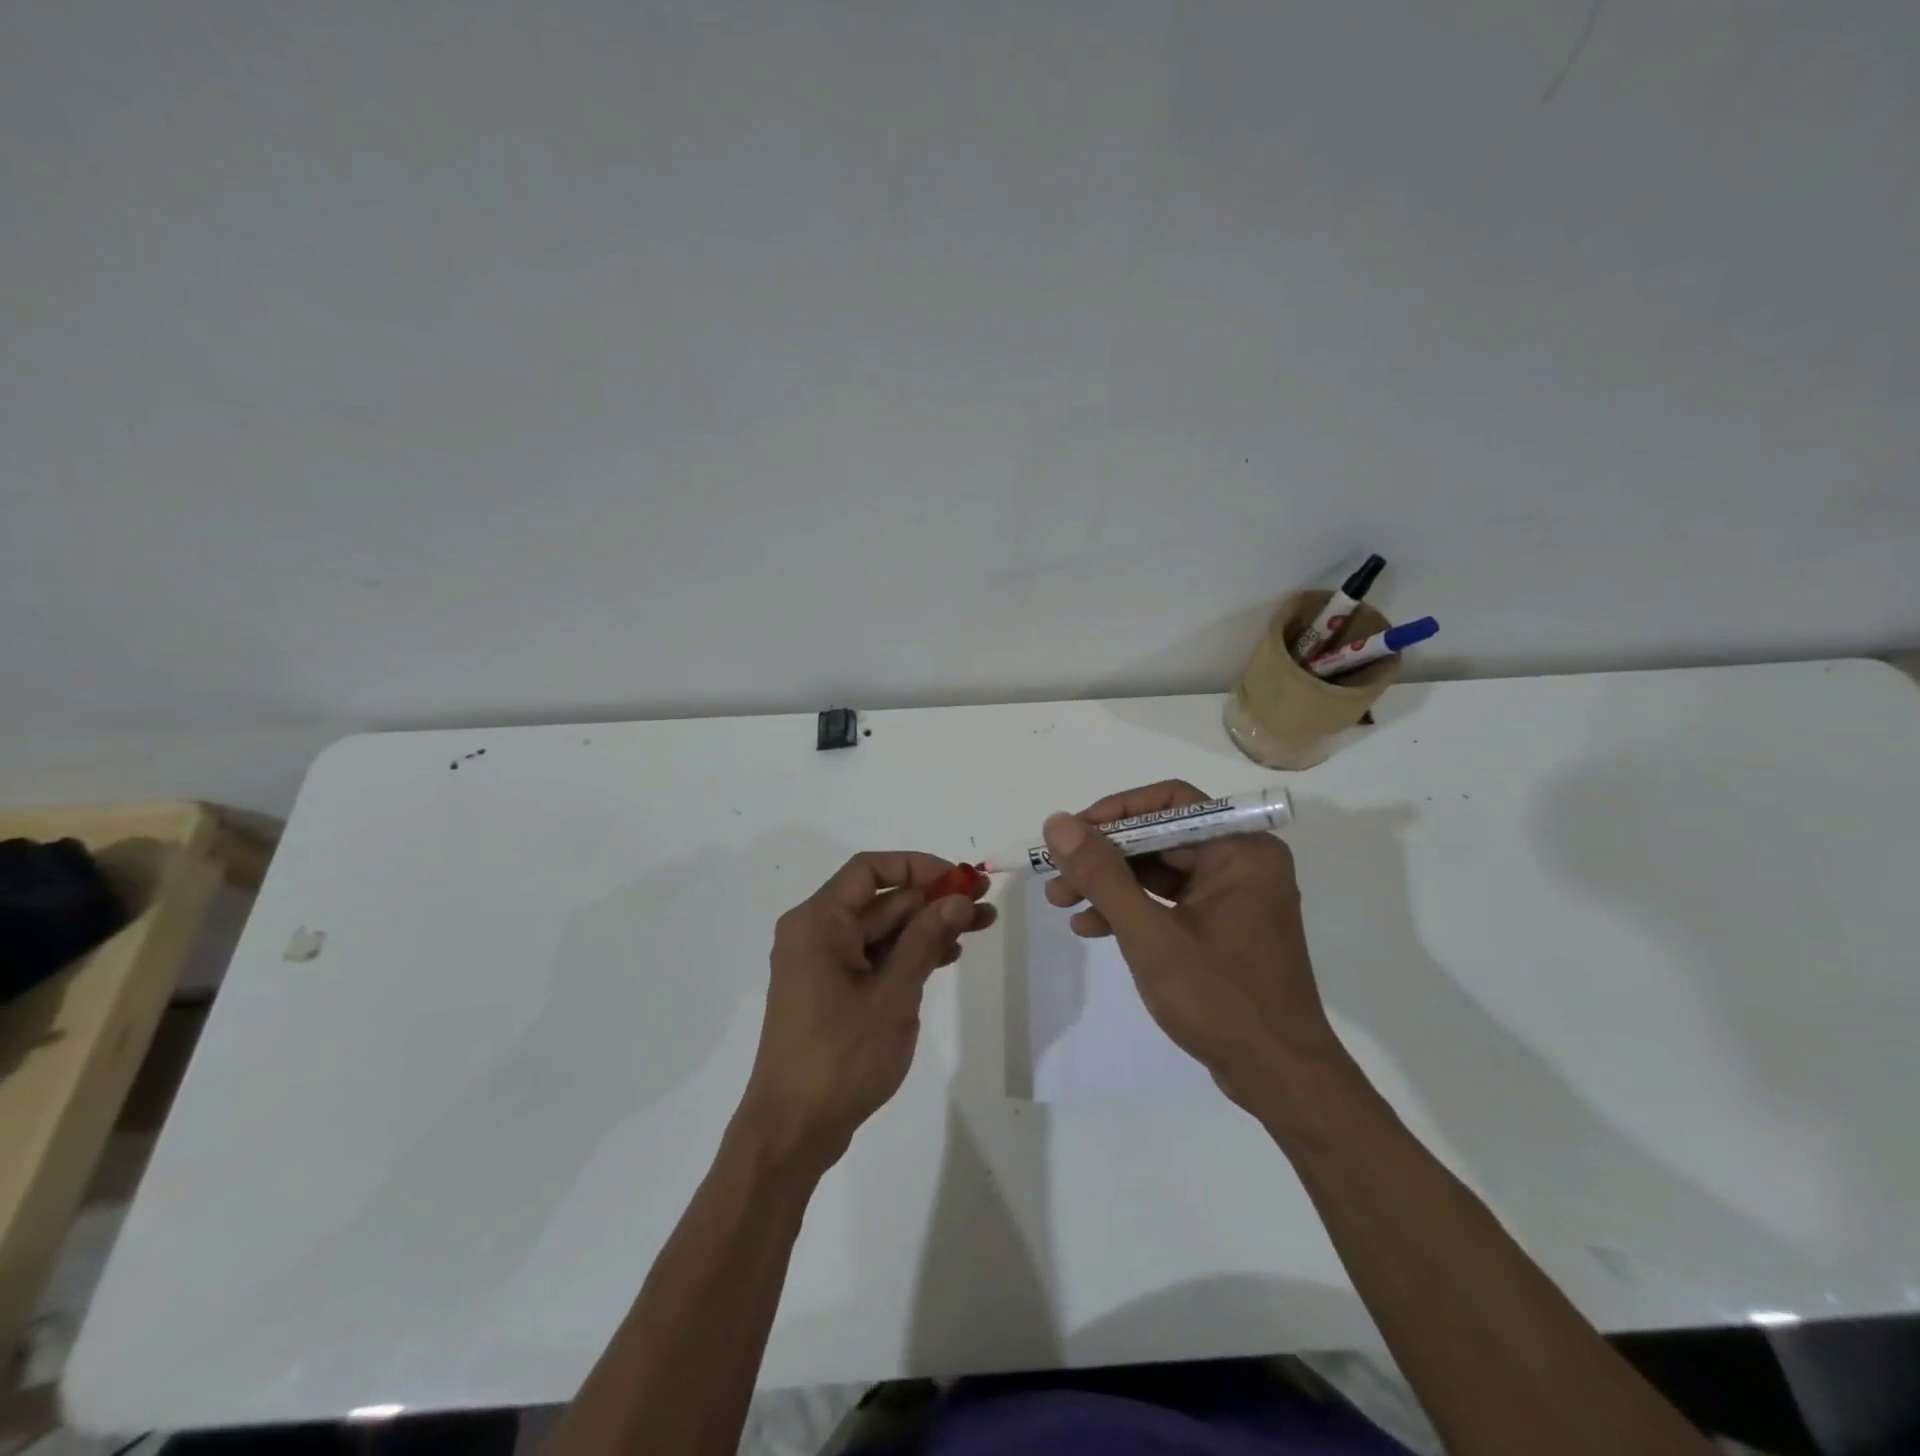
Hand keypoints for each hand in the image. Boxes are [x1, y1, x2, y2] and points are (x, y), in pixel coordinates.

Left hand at [738, 852, 994, 1175]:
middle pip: (881, 900)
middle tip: (984, 905)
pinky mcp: (831, 991)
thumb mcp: (893, 994)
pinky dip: (908, 954)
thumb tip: (958, 898)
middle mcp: (816, 933)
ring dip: (927, 927)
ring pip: (881, 931)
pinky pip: (874, 958)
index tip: (961, 879)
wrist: (792, 1131)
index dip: (919, 867)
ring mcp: (822, 964)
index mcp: (819, 922)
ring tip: (979, 928)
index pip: (870, 869)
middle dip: (933, 900)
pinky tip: (946, 957)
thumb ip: (926, 939)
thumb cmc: (841, 1057)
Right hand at [1042, 781, 1342, 1112]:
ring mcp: (1234, 897)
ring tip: (1061, 903)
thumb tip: (1058, 824)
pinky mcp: (1223, 927)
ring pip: (1159, 871)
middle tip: (1056, 875)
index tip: (1071, 834)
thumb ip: (1102, 875)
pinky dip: (1131, 910)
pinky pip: (1170, 901)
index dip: (1115, 812)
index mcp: (1241, 849)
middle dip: (1104, 856)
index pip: (1170, 802)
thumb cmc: (1220, 999)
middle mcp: (1241, 862)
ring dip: (1110, 884)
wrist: (1280, 1078)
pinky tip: (1092, 928)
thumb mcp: (1150, 934)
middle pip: (1160, 837)